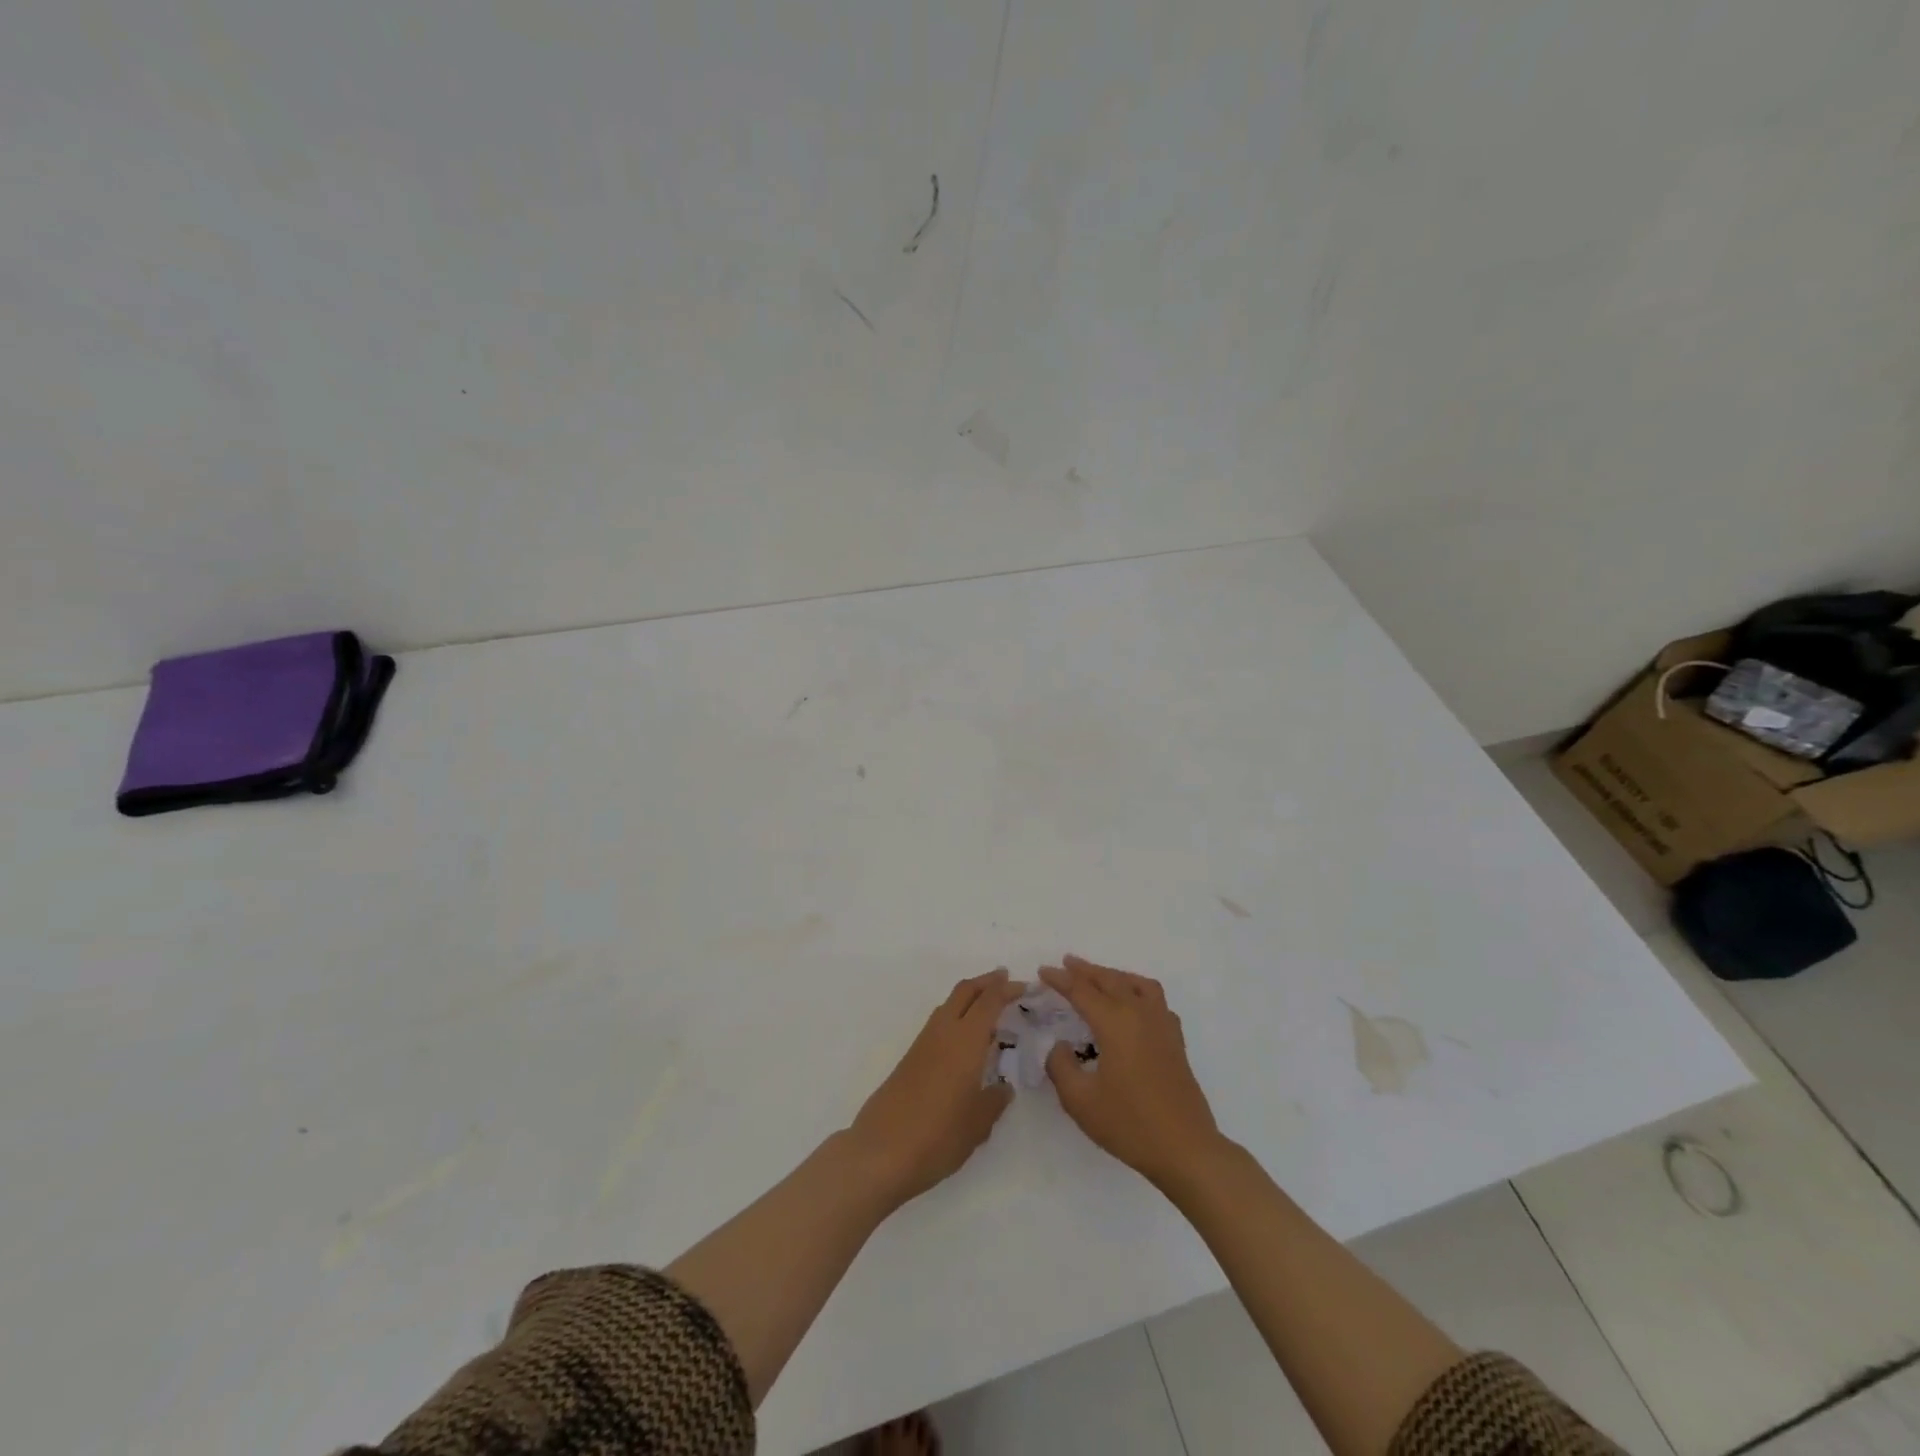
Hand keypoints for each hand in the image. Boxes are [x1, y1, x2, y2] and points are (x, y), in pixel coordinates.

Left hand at [848, 968, 1023, 1206]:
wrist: (881, 1151)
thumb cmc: (938, 1135)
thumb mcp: (978, 1124)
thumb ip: (994, 1101)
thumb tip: (1003, 1087)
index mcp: (965, 1040)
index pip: (989, 1001)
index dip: (1007, 989)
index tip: (1025, 985)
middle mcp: (943, 1032)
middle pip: (965, 991)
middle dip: (987, 982)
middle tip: (1006, 981)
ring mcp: (923, 1043)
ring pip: (949, 1004)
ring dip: (969, 997)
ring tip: (988, 1008)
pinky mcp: (910, 1058)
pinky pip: (938, 1023)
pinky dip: (956, 1017)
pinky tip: (963, 1039)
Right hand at [1042, 954, 1223, 1187]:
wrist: (1186, 1149)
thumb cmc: (1130, 1124)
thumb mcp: (1080, 1101)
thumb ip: (1061, 1066)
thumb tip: (1060, 1045)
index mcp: (1115, 1023)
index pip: (1082, 991)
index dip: (1060, 980)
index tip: (1043, 971)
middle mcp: (1140, 1014)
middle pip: (1110, 980)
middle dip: (1086, 970)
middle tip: (1066, 963)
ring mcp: (1162, 1025)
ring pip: (1136, 984)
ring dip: (1114, 975)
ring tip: (1099, 977)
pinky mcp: (1175, 1041)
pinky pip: (1156, 1001)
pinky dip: (1138, 991)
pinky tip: (1133, 1006)